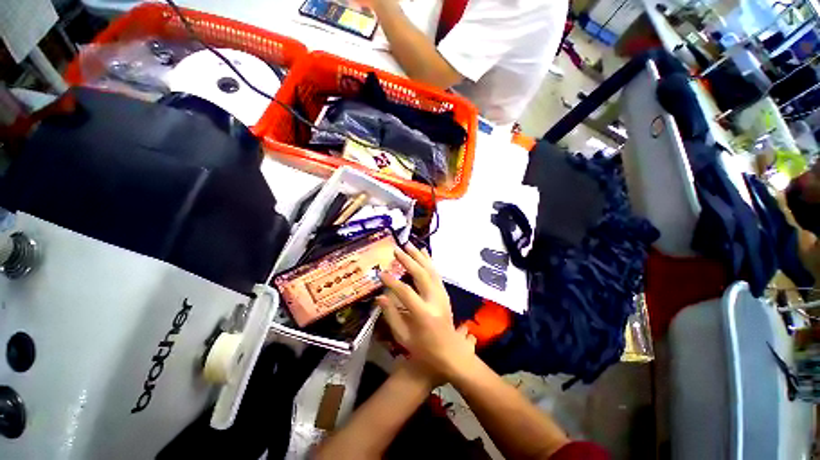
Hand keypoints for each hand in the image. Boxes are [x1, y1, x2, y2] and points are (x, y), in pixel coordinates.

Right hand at [376, 243, 476, 381]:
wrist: (450, 353)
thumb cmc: (424, 349)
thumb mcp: (403, 337)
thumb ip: (391, 315)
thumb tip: (380, 296)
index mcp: (424, 314)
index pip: (406, 292)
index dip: (393, 282)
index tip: (381, 273)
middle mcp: (435, 301)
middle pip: (421, 275)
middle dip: (408, 261)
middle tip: (396, 250)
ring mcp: (442, 295)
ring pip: (430, 270)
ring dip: (419, 256)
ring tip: (409, 245)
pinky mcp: (444, 293)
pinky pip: (436, 274)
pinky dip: (429, 262)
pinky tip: (423, 253)